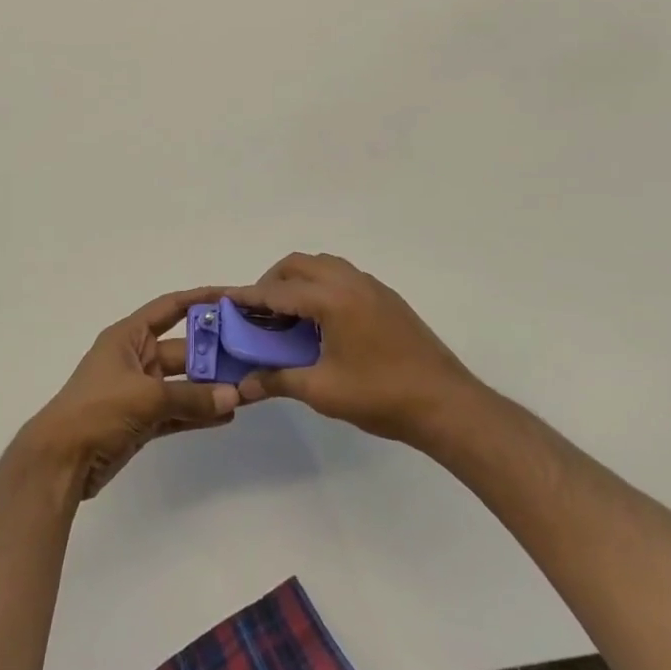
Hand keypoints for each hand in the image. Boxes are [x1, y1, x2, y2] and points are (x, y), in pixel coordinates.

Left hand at [25, 288, 239, 498]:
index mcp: (128, 337)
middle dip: (215, 353)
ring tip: (249, 388)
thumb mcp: (146, 397)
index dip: (199, 299)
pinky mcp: (141, 421)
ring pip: (183, 384)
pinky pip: (177, 411)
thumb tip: (234, 397)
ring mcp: (138, 391)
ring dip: (211, 387)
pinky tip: (228, 414)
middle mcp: (135, 358)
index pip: (169, 308)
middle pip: (183, 349)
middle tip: (253, 355)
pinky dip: (198, 413)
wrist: (60, 460)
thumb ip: (191, 398)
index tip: (233, 297)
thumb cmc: (97, 411)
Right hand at [231, 253, 478, 445]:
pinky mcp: (386, 298)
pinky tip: (321, 322)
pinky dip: (322, 286)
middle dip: (272, 282)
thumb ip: (278, 380)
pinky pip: (343, 276)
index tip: (224, 302)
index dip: (248, 297)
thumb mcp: (322, 391)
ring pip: (323, 266)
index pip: (278, 291)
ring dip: (299, 280)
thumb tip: (243, 386)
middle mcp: (350, 282)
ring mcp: (371, 287)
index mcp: (332, 299)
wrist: (446, 404)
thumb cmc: (380, 396)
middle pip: (298, 265)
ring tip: (288, 316)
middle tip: (258, 314)